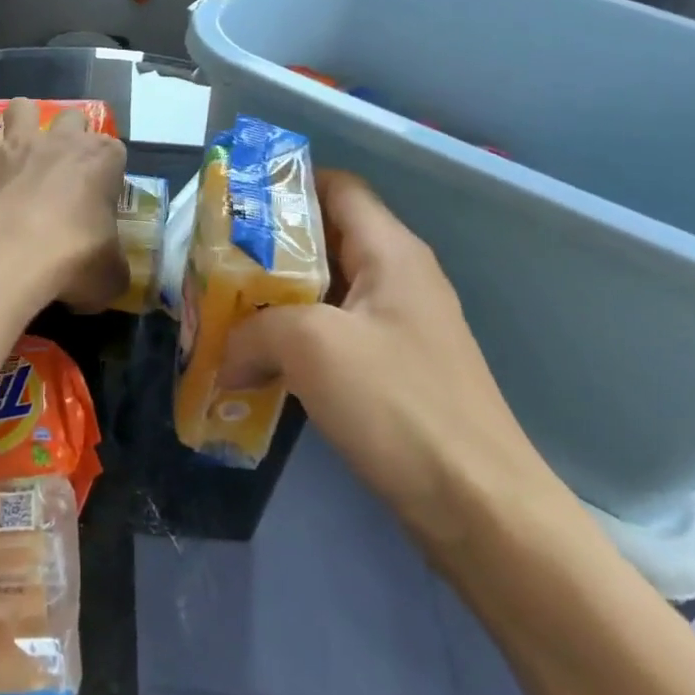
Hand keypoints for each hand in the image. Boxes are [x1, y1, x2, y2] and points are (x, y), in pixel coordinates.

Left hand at [0, 99, 127, 312]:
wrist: (3, 258)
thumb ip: (113, 265)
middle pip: (72, 117)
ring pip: (22, 107)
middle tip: (62, 169)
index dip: (108, 172)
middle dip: (69, 135)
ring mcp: (16, 143)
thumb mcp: (110, 276)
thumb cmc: (70, 260)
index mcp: (101, 160)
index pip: (115, 151)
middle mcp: (60, 140)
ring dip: (21, 124)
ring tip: (17, 154)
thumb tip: (108, 272)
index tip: (101, 196)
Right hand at [222, 170, 571, 556]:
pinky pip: (332, 336)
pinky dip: (292, 340)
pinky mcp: (392, 373)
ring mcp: (397, 328)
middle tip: (214, 261)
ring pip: (323, 292)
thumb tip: (224, 355)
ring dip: (274, 299)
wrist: (480, 510)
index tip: (233, 203)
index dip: (286, 184)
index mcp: (390, 251)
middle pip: (324, 238)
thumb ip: (253, 330)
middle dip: (266, 247)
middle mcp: (397, 278)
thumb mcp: (310, 346)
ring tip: (224, 309)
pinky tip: (256, 360)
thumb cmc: (398, 403)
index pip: (336, 186)